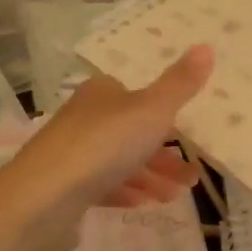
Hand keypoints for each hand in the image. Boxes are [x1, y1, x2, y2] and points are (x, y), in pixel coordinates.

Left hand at [0, 46, 213, 250]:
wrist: (44, 196)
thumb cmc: (104, 143)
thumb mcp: (153, 109)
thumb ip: (180, 83)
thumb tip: (207, 46)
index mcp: (103, 92)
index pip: (137, 97)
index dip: (164, 116)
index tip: (190, 137)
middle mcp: (84, 116)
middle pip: (131, 132)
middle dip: (163, 156)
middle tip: (191, 179)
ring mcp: (71, 152)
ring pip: (118, 161)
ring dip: (149, 177)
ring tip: (174, 197)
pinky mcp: (62, 186)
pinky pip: (101, 186)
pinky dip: (124, 192)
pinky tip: (142, 204)